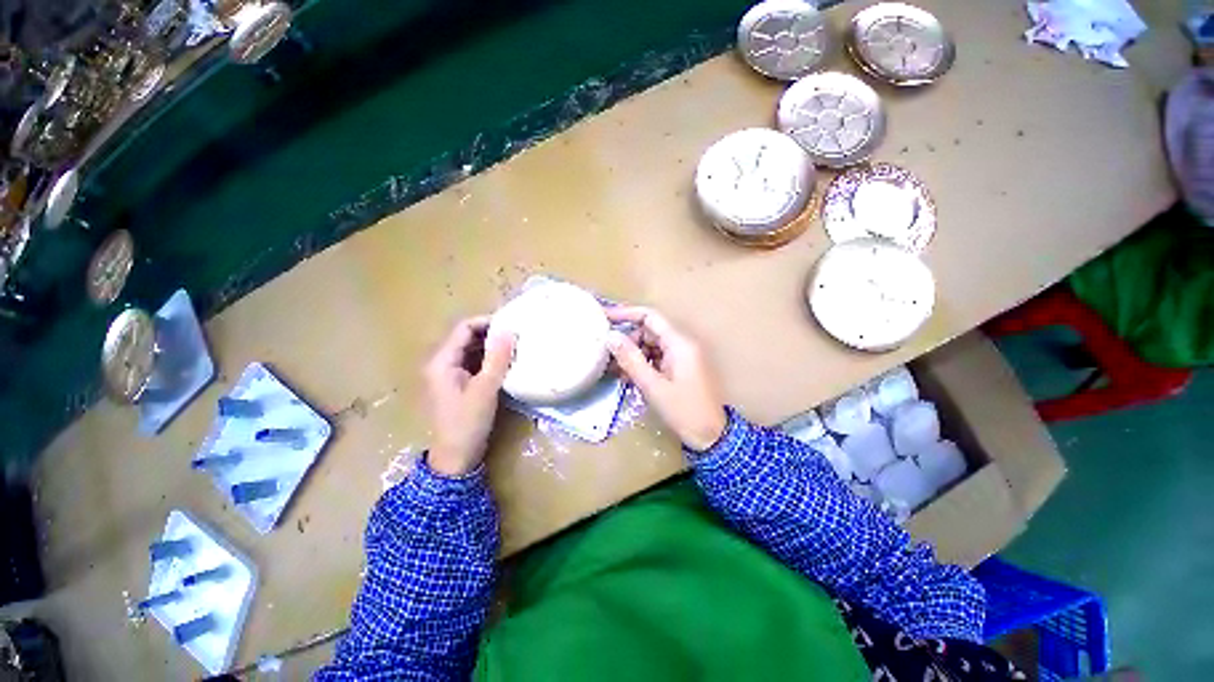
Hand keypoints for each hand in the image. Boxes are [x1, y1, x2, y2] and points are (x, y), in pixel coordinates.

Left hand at [424, 316, 515, 475]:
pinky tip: (504, 361)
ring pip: (470, 350)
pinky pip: (472, 362)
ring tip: (513, 345)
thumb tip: (509, 331)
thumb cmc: (468, 422)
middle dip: (490, 333)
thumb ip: (497, 359)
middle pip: (465, 337)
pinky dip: (487, 359)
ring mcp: (448, 374)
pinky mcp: (457, 384)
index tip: (511, 324)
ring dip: (490, 346)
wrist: (456, 457)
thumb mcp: (486, 389)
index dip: (486, 322)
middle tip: (516, 334)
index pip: (463, 329)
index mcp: (442, 361)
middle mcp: (441, 363)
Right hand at [605, 307, 726, 450]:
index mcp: (679, 344)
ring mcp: (682, 357)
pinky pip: (657, 358)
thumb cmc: (684, 411)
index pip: (650, 317)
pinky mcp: (680, 368)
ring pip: (651, 345)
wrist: (711, 437)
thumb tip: (610, 337)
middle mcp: (682, 345)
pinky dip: (642, 364)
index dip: (626, 314)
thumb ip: (631, 359)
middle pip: (650, 331)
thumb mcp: (653, 386)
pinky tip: (627, 376)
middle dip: (628, 340)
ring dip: (633, 354)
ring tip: (613, 368)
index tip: (604, 317)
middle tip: (607, 354)